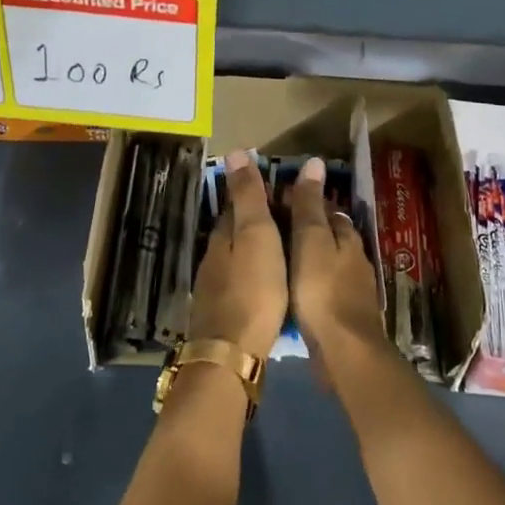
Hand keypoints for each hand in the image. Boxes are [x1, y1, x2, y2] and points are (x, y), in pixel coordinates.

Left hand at [188, 151, 287, 358]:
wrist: (231, 353)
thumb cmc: (252, 288)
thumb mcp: (255, 235)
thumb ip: (247, 196)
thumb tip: (235, 151)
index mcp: (223, 236)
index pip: (237, 205)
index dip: (257, 195)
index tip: (282, 189)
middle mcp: (214, 258)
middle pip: (236, 231)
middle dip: (257, 222)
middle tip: (290, 219)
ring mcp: (214, 288)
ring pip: (237, 258)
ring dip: (257, 250)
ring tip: (285, 250)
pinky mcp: (222, 313)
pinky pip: (241, 282)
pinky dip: (255, 274)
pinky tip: (270, 284)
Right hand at [288, 157, 388, 361]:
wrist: (345, 351)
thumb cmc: (322, 290)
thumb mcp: (310, 240)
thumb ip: (309, 205)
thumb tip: (314, 162)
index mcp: (347, 238)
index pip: (329, 210)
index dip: (307, 203)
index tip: (280, 200)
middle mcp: (355, 259)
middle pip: (332, 236)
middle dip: (310, 230)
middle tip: (276, 229)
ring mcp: (354, 290)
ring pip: (330, 263)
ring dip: (312, 258)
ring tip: (281, 259)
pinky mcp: (347, 316)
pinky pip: (327, 289)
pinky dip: (313, 284)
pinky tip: (297, 291)